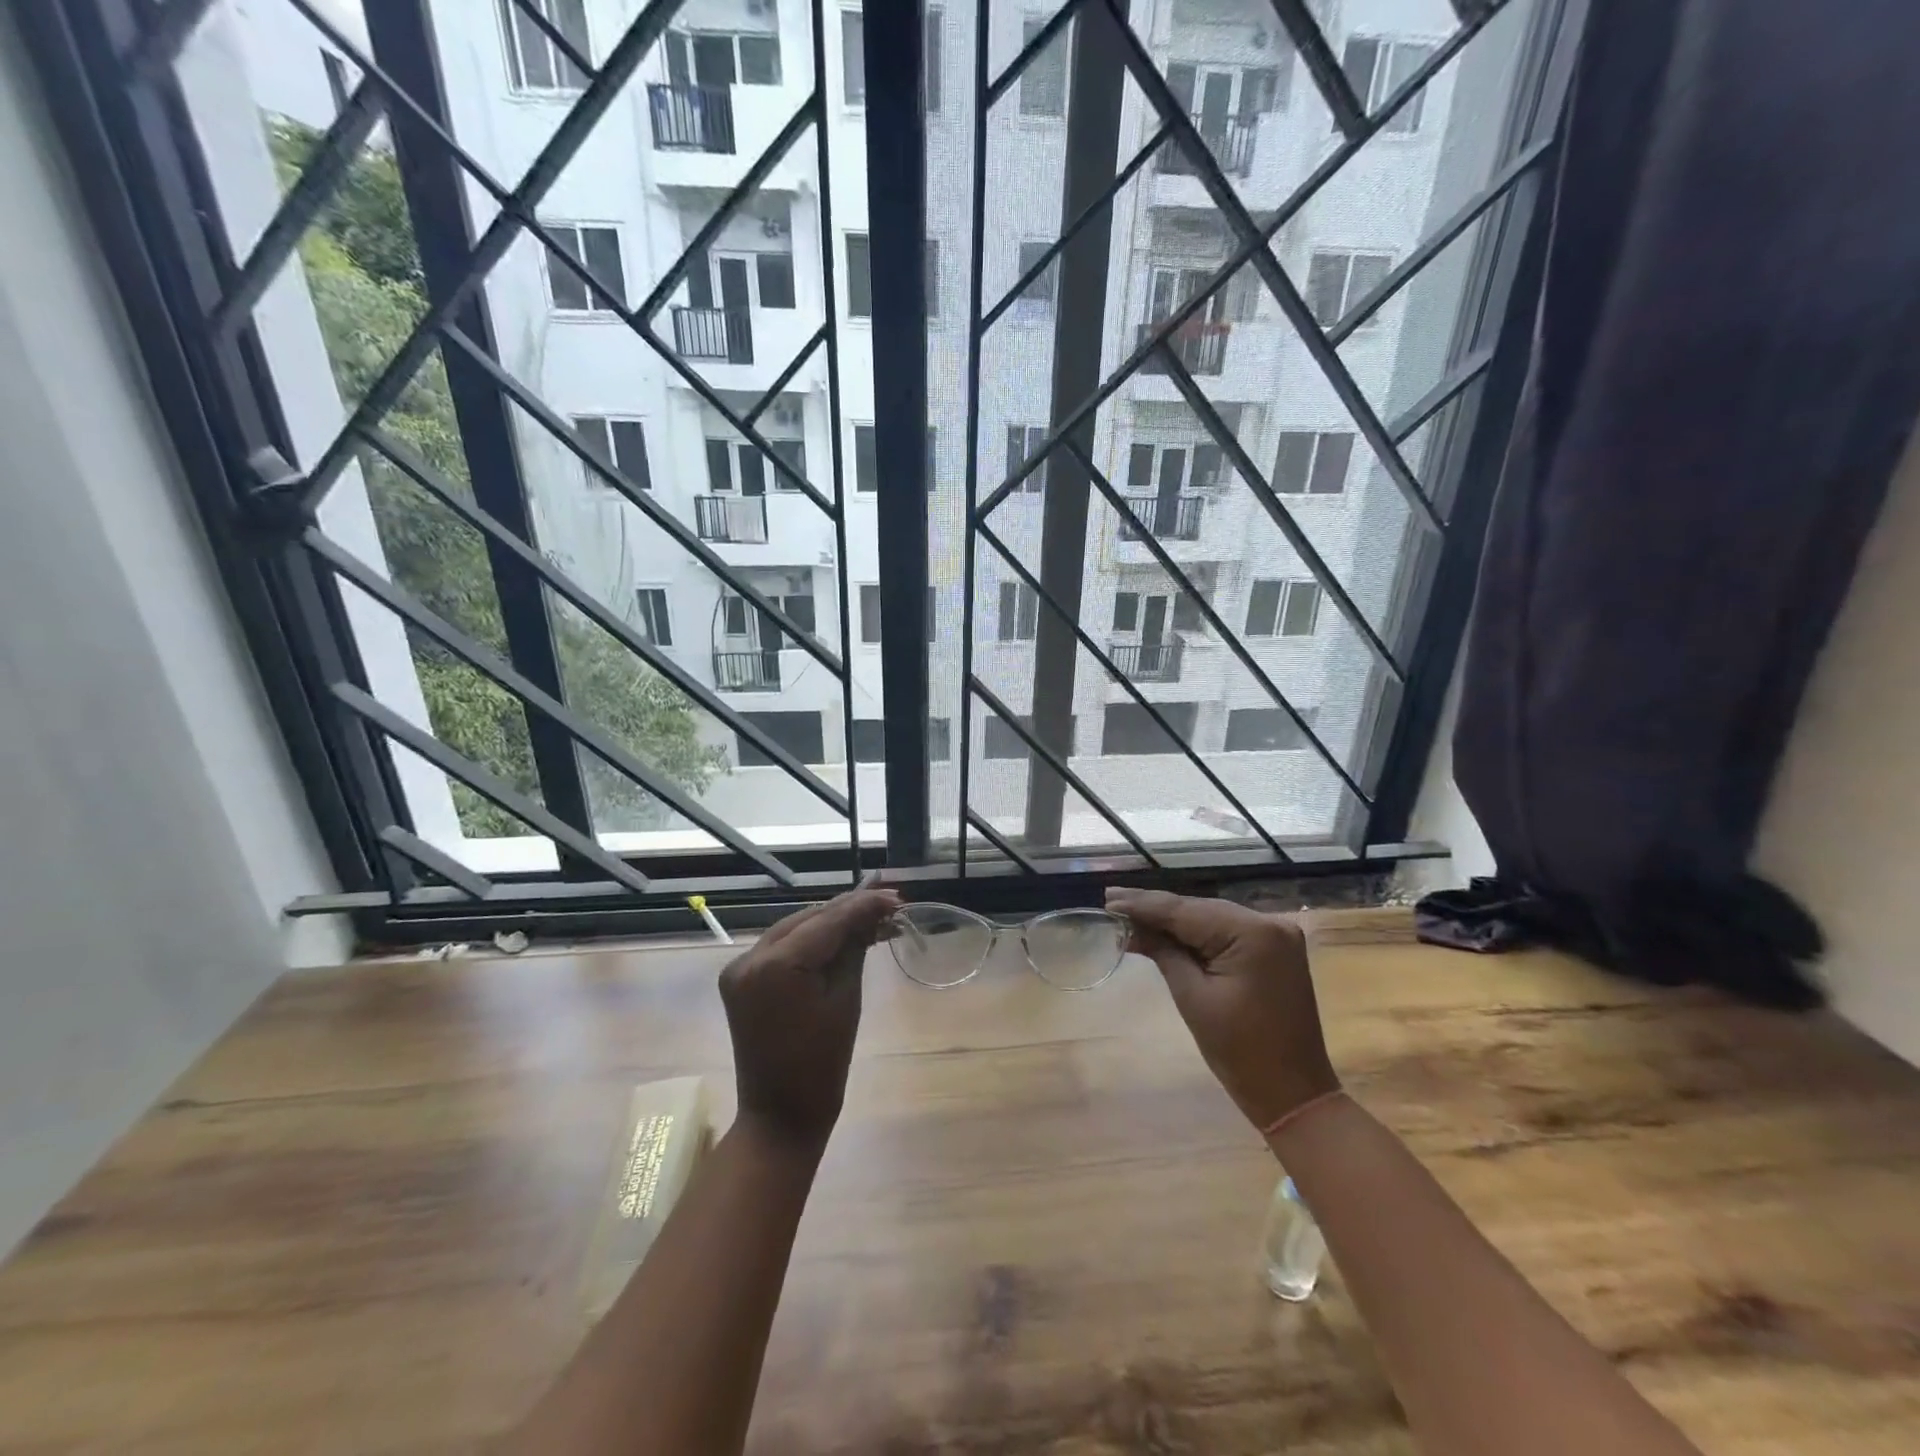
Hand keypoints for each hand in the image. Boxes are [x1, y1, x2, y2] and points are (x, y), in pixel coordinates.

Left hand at [718, 886, 901, 1152]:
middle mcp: (750, 958)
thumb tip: (874, 914)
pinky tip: (839, 936)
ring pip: (794, 929)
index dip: (863, 905)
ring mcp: (740, 967)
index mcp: (776, 966)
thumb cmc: (822, 1065)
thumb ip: (855, 949)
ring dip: (830, 922)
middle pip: (808, 920)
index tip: (895, 896)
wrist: (780, 1115)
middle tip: (888, 903)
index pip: (827, 921)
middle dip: (848, 910)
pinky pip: (781, 947)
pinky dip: (810, 941)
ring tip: (870, 916)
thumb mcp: (846, 1000)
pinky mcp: (740, 979)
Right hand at [1107, 887, 1338, 1132]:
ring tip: (1129, 914)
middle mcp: (1269, 923)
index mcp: (1253, 933)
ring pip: (1211, 918)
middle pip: (1199, 909)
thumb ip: (1163, 952)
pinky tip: (1166, 930)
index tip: (1108, 900)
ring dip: (1173, 920)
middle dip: (1155, 909)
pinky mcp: (1275, 950)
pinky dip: (1197, 934)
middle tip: (1112, 903)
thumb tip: (1128, 927)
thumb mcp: (1193, 998)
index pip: (1186, 911)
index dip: (1143, 905)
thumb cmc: (1240, 1052)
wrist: (1294, 1094)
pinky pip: (1226, 932)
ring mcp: (1276, 935)